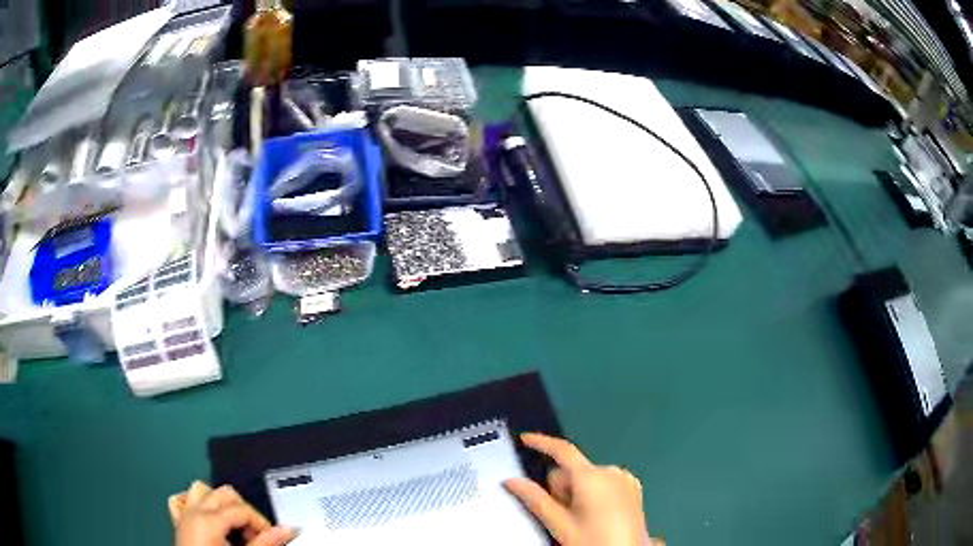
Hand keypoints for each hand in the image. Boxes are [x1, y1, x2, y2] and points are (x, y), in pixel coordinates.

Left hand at [169, 481, 295, 545]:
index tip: (272, 537)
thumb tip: (287, 529)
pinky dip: (193, 504)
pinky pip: (180, 501)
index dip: (261, 522)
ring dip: (219, 503)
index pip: (243, 509)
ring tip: (233, 526)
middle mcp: (194, 511)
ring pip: (201, 490)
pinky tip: (206, 518)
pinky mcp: (177, 523)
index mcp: (209, 519)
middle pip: (225, 493)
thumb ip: (265, 542)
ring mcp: (183, 515)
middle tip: (255, 535)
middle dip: (244, 512)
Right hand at [505, 433, 663, 545]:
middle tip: (565, 515)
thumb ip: (534, 499)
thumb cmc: (594, 541)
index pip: (563, 450)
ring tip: (583, 519)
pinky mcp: (633, 487)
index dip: (542, 442)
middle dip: (562, 489)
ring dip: (578, 493)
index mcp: (592, 478)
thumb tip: (512, 482)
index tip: (526, 438)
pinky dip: (595, 494)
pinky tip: (597, 515)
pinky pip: (605, 481)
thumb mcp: (559, 524)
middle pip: (572, 470)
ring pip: (587, 477)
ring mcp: (625, 479)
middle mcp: (611, 472)